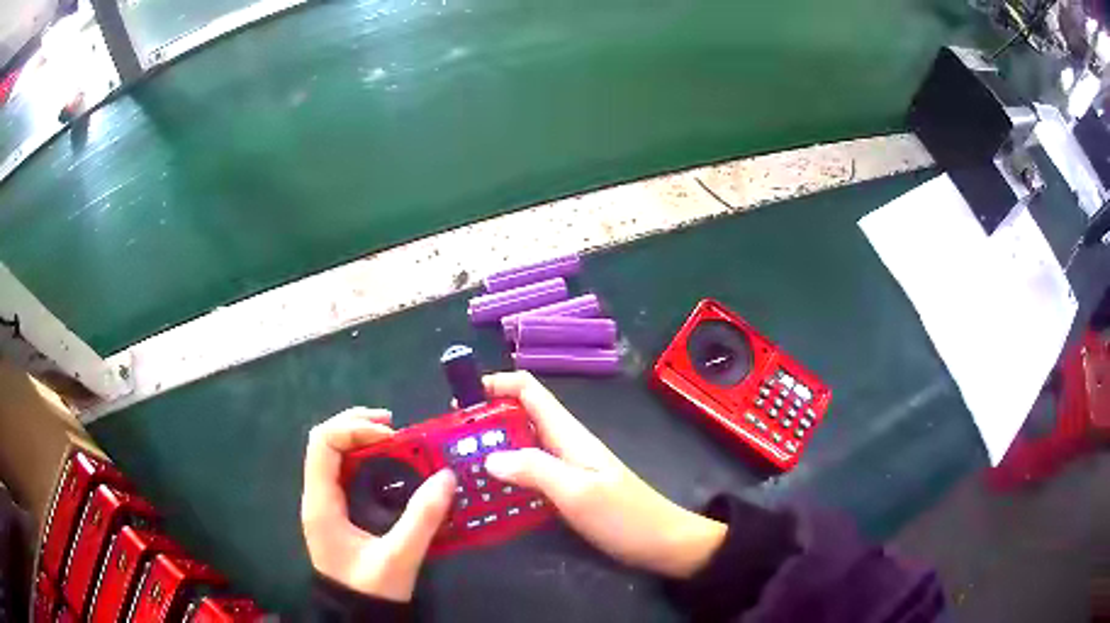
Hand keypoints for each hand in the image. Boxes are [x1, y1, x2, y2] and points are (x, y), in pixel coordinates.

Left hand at [301, 408, 455, 600]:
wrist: (355, 616)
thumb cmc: (370, 590)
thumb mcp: (399, 557)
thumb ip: (422, 519)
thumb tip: (447, 476)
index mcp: (321, 504)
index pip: (322, 444)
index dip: (354, 429)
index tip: (392, 436)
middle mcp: (317, 496)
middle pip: (325, 441)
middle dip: (357, 424)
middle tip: (394, 425)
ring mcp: (324, 503)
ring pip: (333, 454)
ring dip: (360, 438)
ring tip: (394, 437)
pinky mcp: (336, 511)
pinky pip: (344, 471)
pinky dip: (364, 458)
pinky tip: (387, 463)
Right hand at [482, 372, 726, 578]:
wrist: (663, 543)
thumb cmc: (624, 515)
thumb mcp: (577, 492)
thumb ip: (534, 470)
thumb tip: (489, 456)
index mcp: (568, 434)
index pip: (529, 390)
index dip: (495, 384)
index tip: (460, 401)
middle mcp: (565, 444)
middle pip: (519, 417)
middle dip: (484, 421)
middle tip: (449, 444)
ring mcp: (567, 468)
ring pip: (522, 446)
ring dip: (492, 450)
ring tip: (459, 469)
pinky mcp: (568, 490)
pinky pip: (530, 474)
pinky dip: (507, 476)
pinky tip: (490, 495)